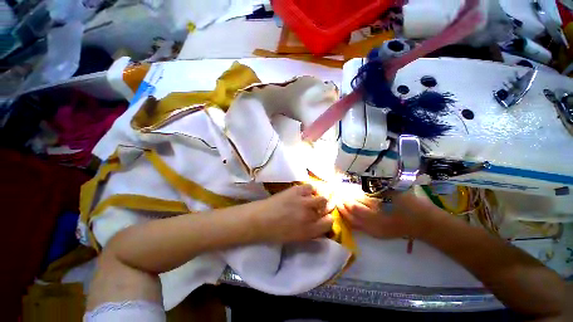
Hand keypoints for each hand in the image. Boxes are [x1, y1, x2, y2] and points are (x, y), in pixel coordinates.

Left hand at [254, 184, 333, 242]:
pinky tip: (307, 192)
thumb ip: (311, 232)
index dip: (329, 219)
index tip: (325, 216)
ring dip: (320, 197)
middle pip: (328, 207)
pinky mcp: (296, 191)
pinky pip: (310, 187)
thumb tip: (320, 223)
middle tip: (322, 205)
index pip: (330, 222)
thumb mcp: (296, 238)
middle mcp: (309, 215)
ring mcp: (303, 201)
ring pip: (322, 197)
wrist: (260, 219)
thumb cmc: (275, 232)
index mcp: (310, 230)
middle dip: (327, 206)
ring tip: (315, 197)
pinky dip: (311, 189)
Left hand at [338, 191, 442, 238]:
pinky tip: (344, 211)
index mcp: (380, 216)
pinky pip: (357, 227)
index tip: (339, 188)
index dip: (346, 196)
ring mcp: (374, 232)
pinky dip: (349, 218)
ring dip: (343, 211)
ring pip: (352, 222)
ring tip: (337, 201)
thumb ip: (376, 188)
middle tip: (335, 193)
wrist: (426, 224)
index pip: (355, 206)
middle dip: (341, 203)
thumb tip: (357, 183)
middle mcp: (374, 227)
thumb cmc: (413, 205)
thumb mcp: (395, 193)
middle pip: (351, 214)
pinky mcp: (375, 234)